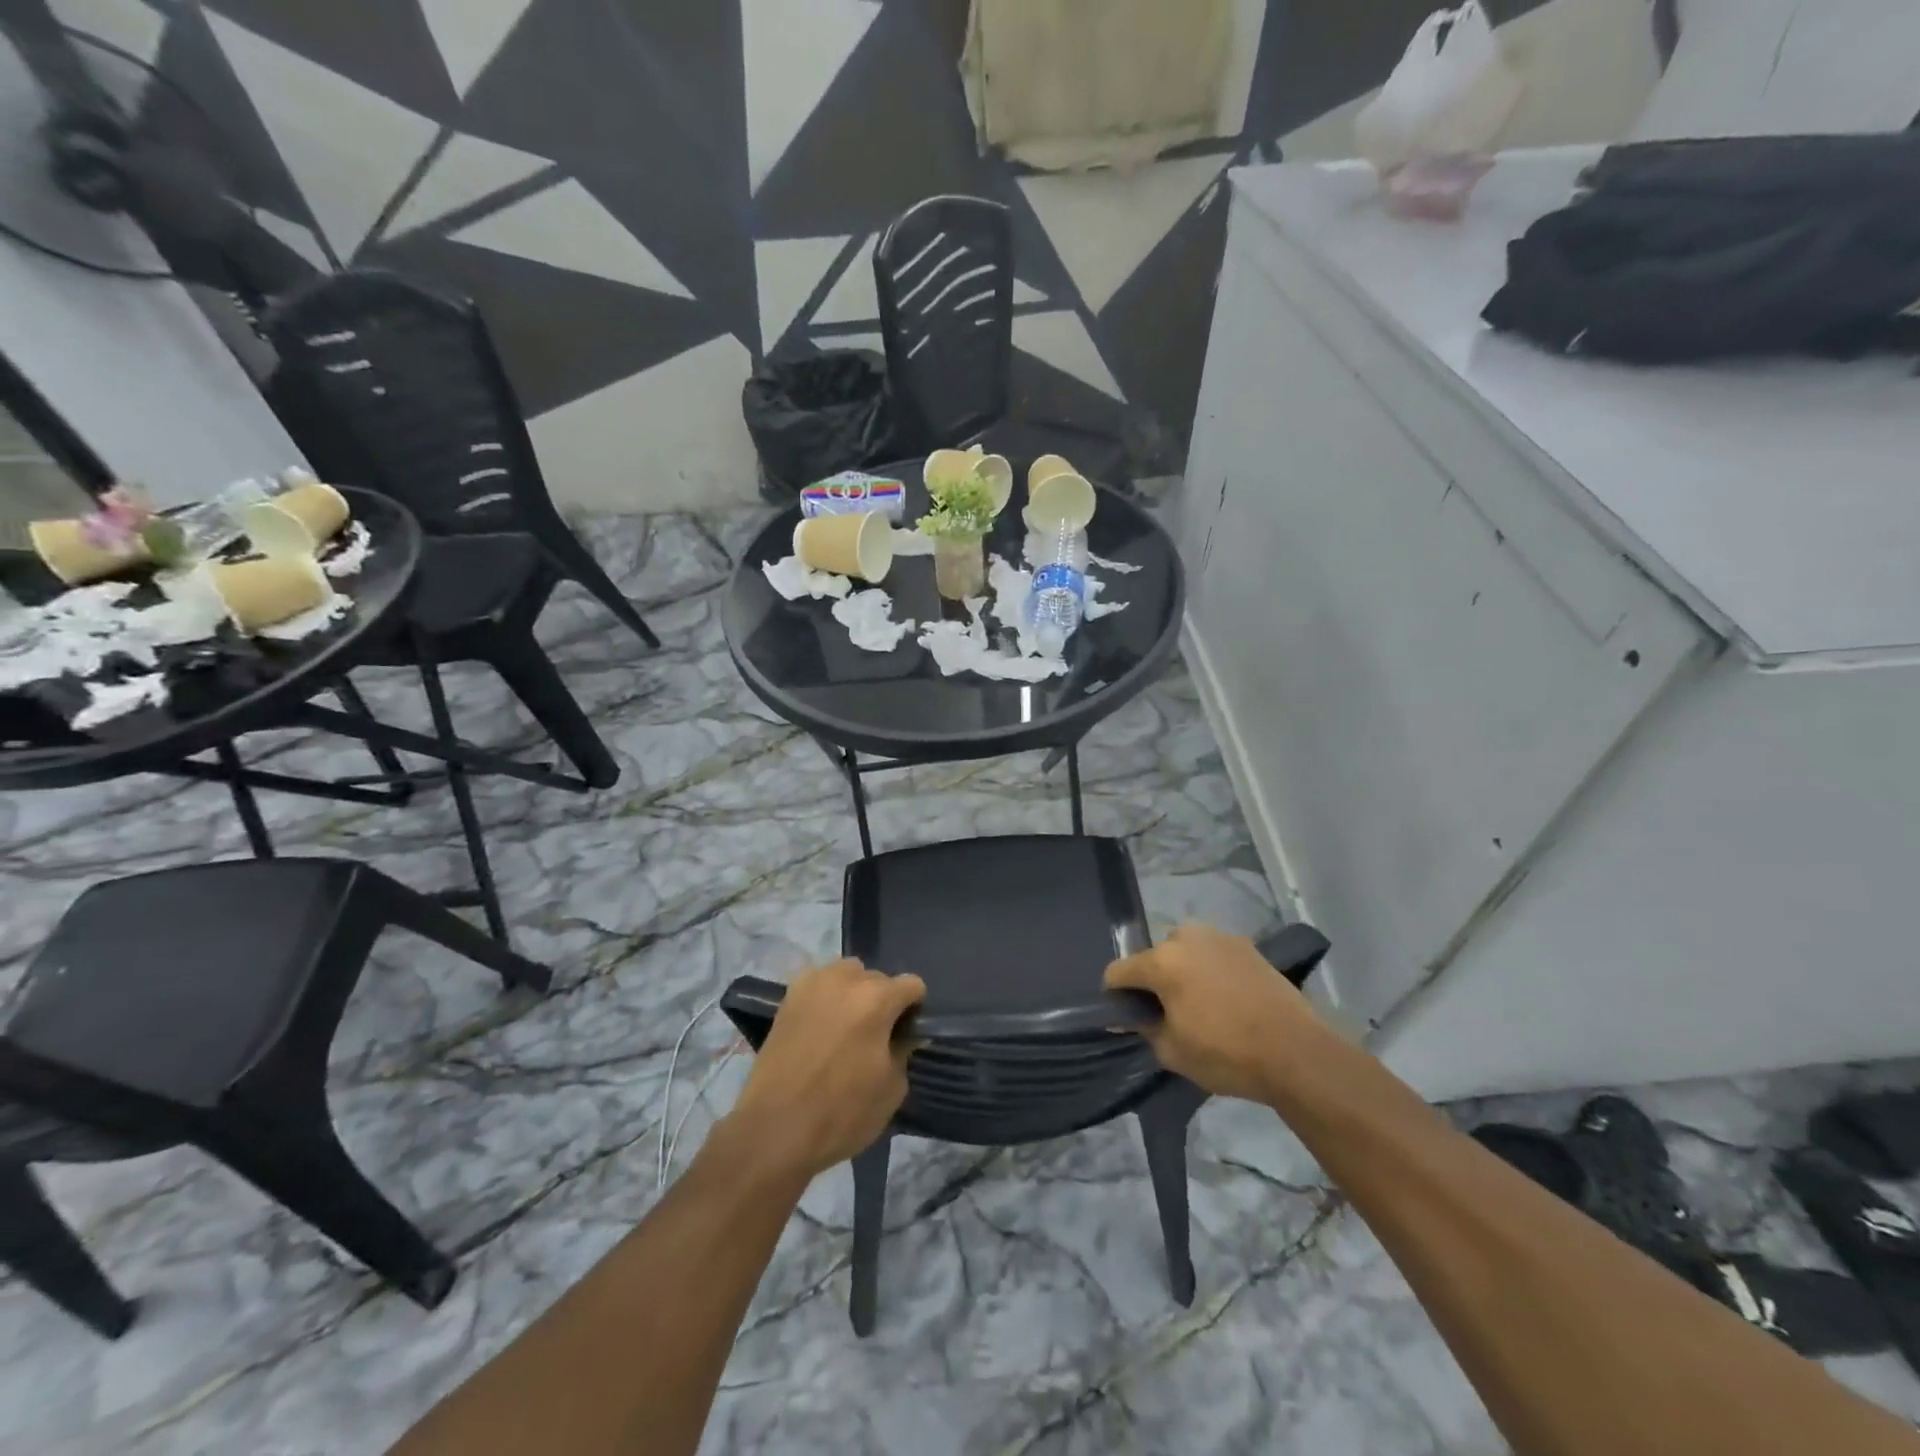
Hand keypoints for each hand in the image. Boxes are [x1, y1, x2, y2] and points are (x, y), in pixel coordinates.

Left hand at [727, 959, 924, 1183]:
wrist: (774, 1130)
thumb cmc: (841, 1113)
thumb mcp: (891, 1089)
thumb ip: (904, 1050)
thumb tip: (903, 1034)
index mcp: (877, 998)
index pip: (912, 985)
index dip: (914, 1010)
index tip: (906, 1035)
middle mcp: (846, 979)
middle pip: (878, 978)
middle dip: (883, 1000)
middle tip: (875, 1035)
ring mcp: (813, 983)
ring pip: (847, 973)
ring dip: (854, 992)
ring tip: (846, 1026)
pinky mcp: (788, 997)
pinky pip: (819, 983)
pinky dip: (827, 997)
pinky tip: (821, 1026)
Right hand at [1105, 924, 1326, 1103]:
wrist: (1297, 1052)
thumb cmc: (1227, 1054)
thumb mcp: (1172, 1052)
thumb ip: (1144, 1028)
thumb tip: (1130, 1017)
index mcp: (1161, 961)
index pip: (1118, 971)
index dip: (1116, 995)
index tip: (1127, 1017)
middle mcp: (1185, 938)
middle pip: (1153, 957)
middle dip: (1154, 981)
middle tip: (1169, 1013)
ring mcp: (1218, 937)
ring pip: (1184, 951)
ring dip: (1183, 971)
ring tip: (1200, 1003)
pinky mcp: (1246, 945)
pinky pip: (1213, 954)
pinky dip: (1210, 970)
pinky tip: (1227, 998)